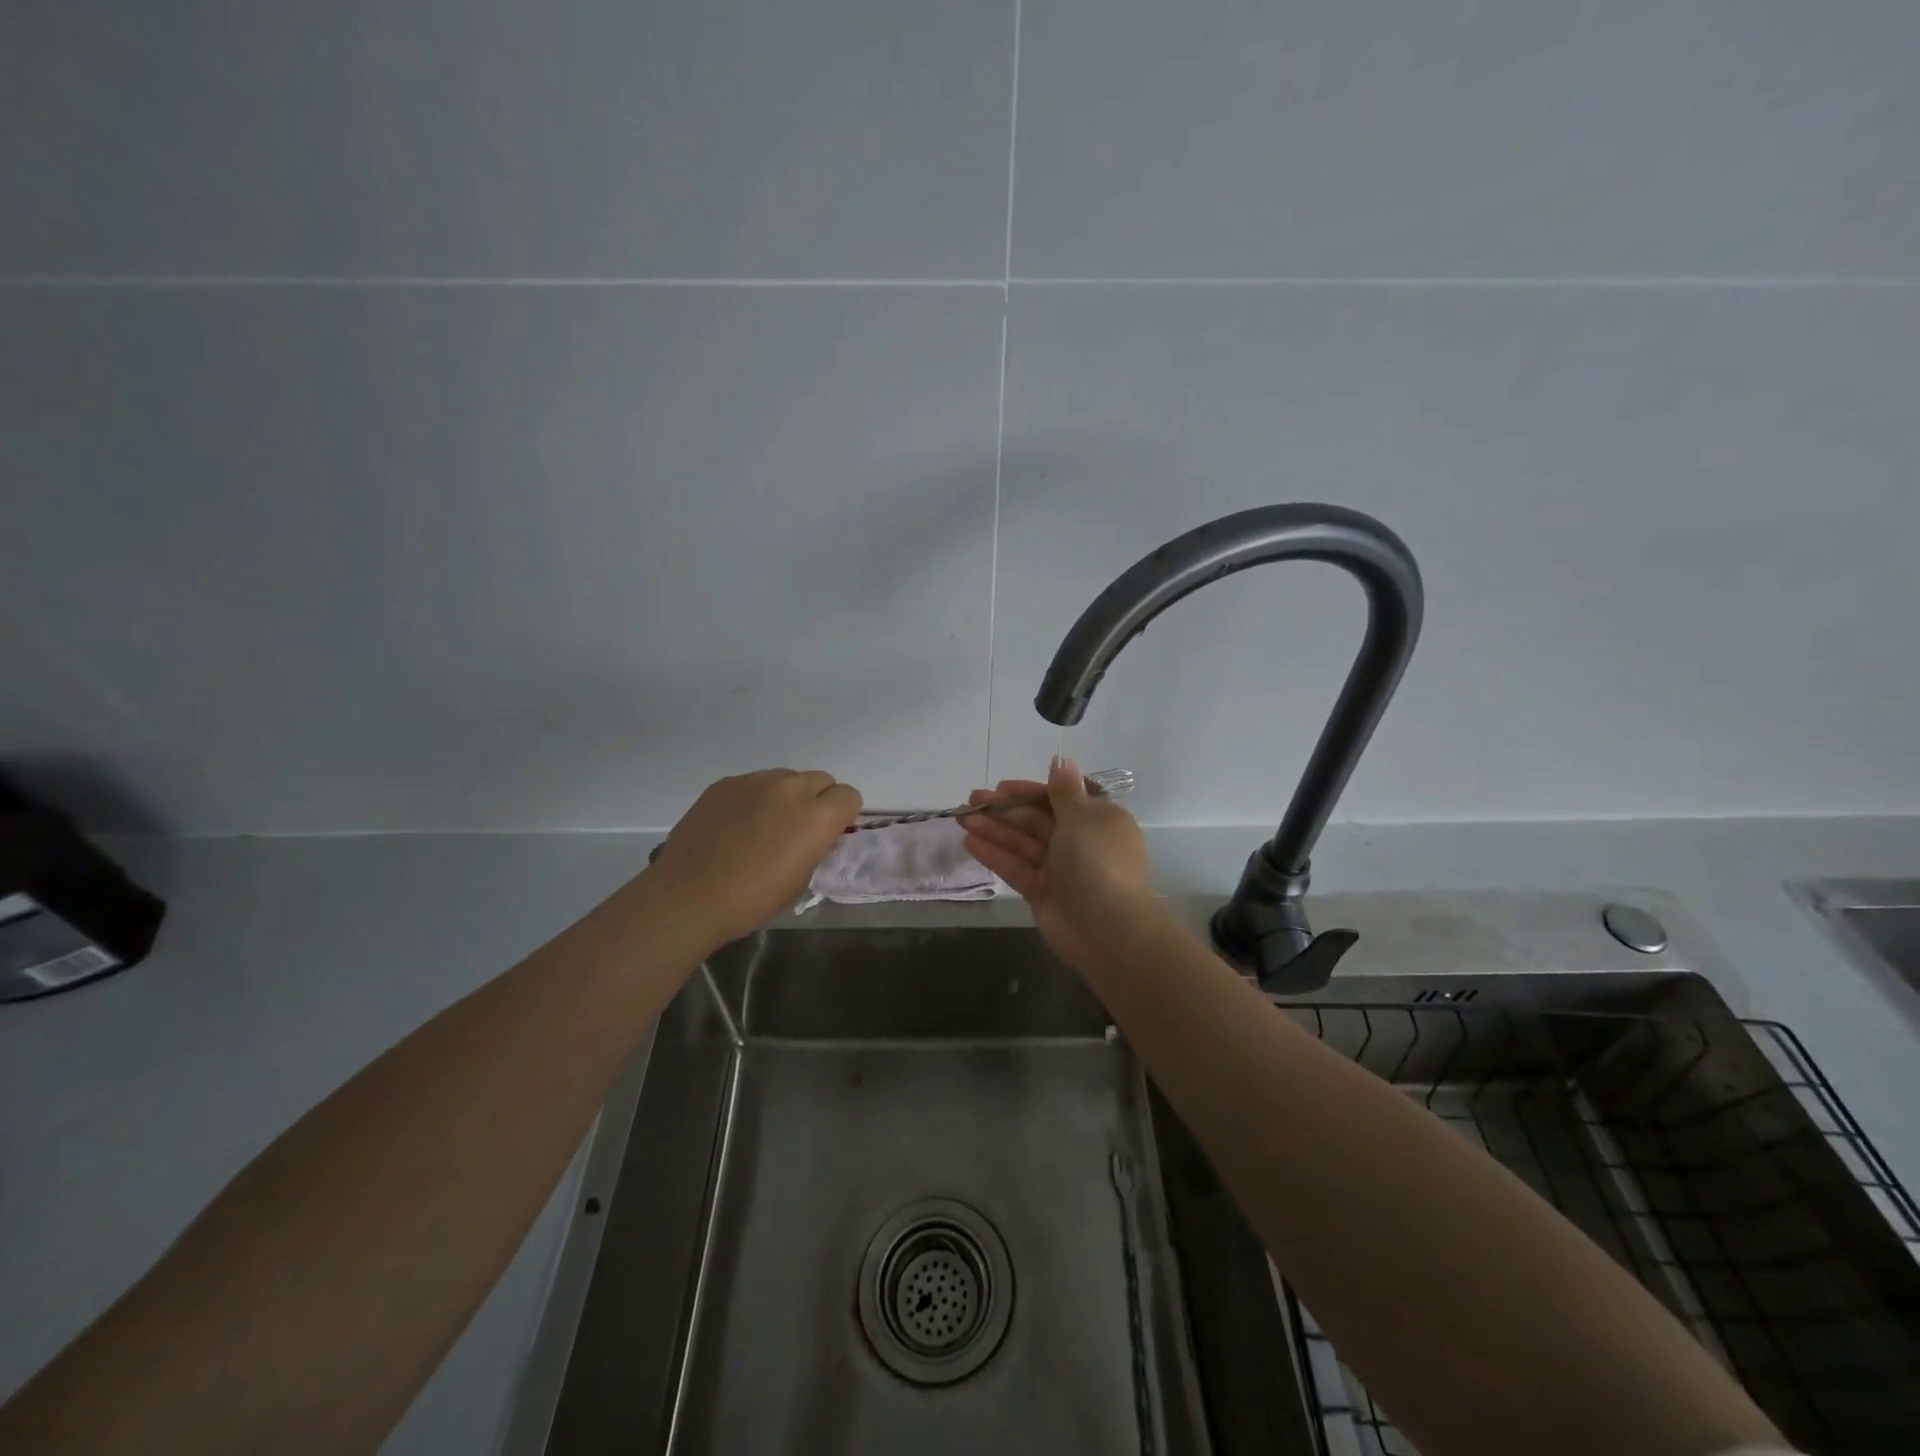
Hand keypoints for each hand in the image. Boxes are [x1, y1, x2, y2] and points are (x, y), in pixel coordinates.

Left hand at [648, 769, 861, 944]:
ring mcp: (756, 780)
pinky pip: (753, 783)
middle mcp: (792, 788)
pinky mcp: (725, 783)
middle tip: (796, 830)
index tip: (827, 835)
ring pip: (786, 778)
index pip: (849, 796)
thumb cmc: (753, 899)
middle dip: (816, 801)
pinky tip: (734, 826)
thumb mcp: (801, 879)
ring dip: (784, 797)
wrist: (689, 895)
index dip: (841, 815)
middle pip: (821, 780)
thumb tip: (817, 835)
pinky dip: (753, 799)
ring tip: (762, 826)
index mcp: (818, 816)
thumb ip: (817, 846)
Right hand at [961, 757, 1154, 965]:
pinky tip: (969, 841)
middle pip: (1037, 819)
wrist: (1106, 927)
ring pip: (1022, 842)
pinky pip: (1016, 866)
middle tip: (971, 799)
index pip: (1059, 798)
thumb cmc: (1097, 860)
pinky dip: (994, 854)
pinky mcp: (1042, 892)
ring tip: (961, 818)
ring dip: (993, 828)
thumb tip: (1063, 760)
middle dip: (1004, 809)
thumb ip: (1064, 790)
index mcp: (1097, 819)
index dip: (1029, 791)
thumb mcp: (1082, 817)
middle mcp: (1080, 841)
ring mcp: (1060, 869)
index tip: (1001, 787)